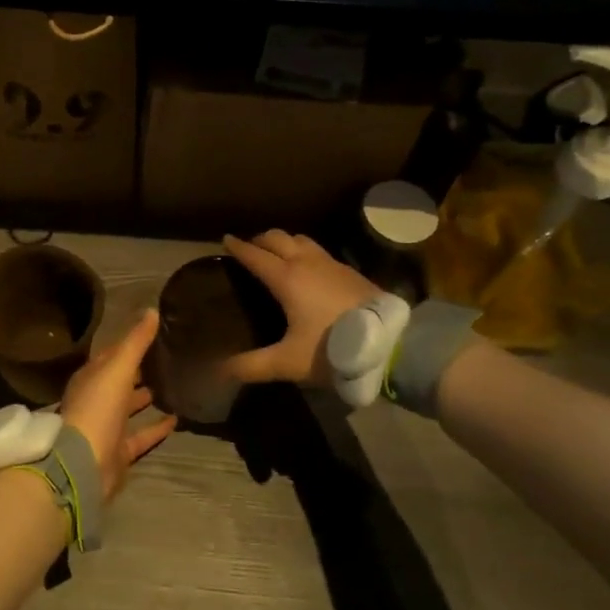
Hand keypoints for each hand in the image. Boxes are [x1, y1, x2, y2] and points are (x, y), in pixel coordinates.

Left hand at [61, 308, 176, 500]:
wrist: (83, 464)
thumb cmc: (97, 408)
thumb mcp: (117, 367)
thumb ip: (135, 341)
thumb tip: (152, 310)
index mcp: (91, 377)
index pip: (112, 354)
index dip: (130, 343)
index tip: (154, 331)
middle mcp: (97, 400)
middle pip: (120, 380)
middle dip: (139, 369)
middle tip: (167, 357)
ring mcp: (107, 427)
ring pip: (129, 407)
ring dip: (146, 397)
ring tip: (173, 384)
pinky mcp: (119, 451)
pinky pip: (141, 435)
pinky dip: (156, 428)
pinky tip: (177, 419)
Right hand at [221, 232, 379, 387]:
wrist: (390, 344)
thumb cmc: (332, 349)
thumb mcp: (288, 362)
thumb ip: (252, 366)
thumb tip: (219, 371)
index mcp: (287, 278)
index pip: (255, 255)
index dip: (238, 247)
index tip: (225, 240)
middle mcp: (307, 263)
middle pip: (278, 238)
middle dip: (260, 239)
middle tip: (249, 248)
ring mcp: (332, 264)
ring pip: (302, 239)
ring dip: (285, 242)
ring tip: (277, 253)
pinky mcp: (350, 271)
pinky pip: (320, 251)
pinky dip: (305, 252)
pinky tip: (309, 268)